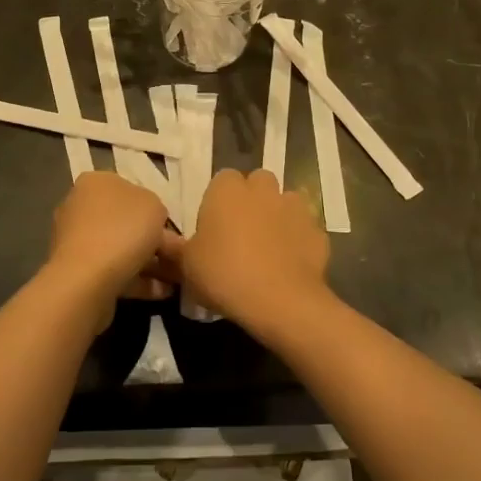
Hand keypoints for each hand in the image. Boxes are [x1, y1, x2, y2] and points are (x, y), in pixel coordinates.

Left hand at [45, 172, 178, 307]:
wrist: (87, 280)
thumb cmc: (122, 231)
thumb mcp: (154, 207)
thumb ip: (156, 209)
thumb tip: (151, 221)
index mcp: (95, 182)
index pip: (128, 188)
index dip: (152, 208)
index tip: (169, 228)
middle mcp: (79, 206)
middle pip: (123, 221)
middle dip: (150, 239)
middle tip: (175, 256)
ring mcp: (74, 240)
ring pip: (119, 248)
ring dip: (147, 263)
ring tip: (174, 279)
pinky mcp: (76, 271)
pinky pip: (112, 271)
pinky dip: (136, 280)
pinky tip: (160, 293)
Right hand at [178, 169, 330, 327]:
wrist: (281, 301)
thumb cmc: (225, 275)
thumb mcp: (187, 266)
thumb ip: (175, 249)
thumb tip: (162, 240)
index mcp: (227, 190)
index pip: (222, 179)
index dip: (219, 201)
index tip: (214, 227)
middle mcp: (263, 190)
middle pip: (258, 182)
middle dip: (252, 200)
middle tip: (241, 233)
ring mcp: (295, 208)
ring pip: (286, 202)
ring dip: (278, 216)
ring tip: (269, 247)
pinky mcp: (318, 231)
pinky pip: (305, 229)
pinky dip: (298, 240)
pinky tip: (290, 264)